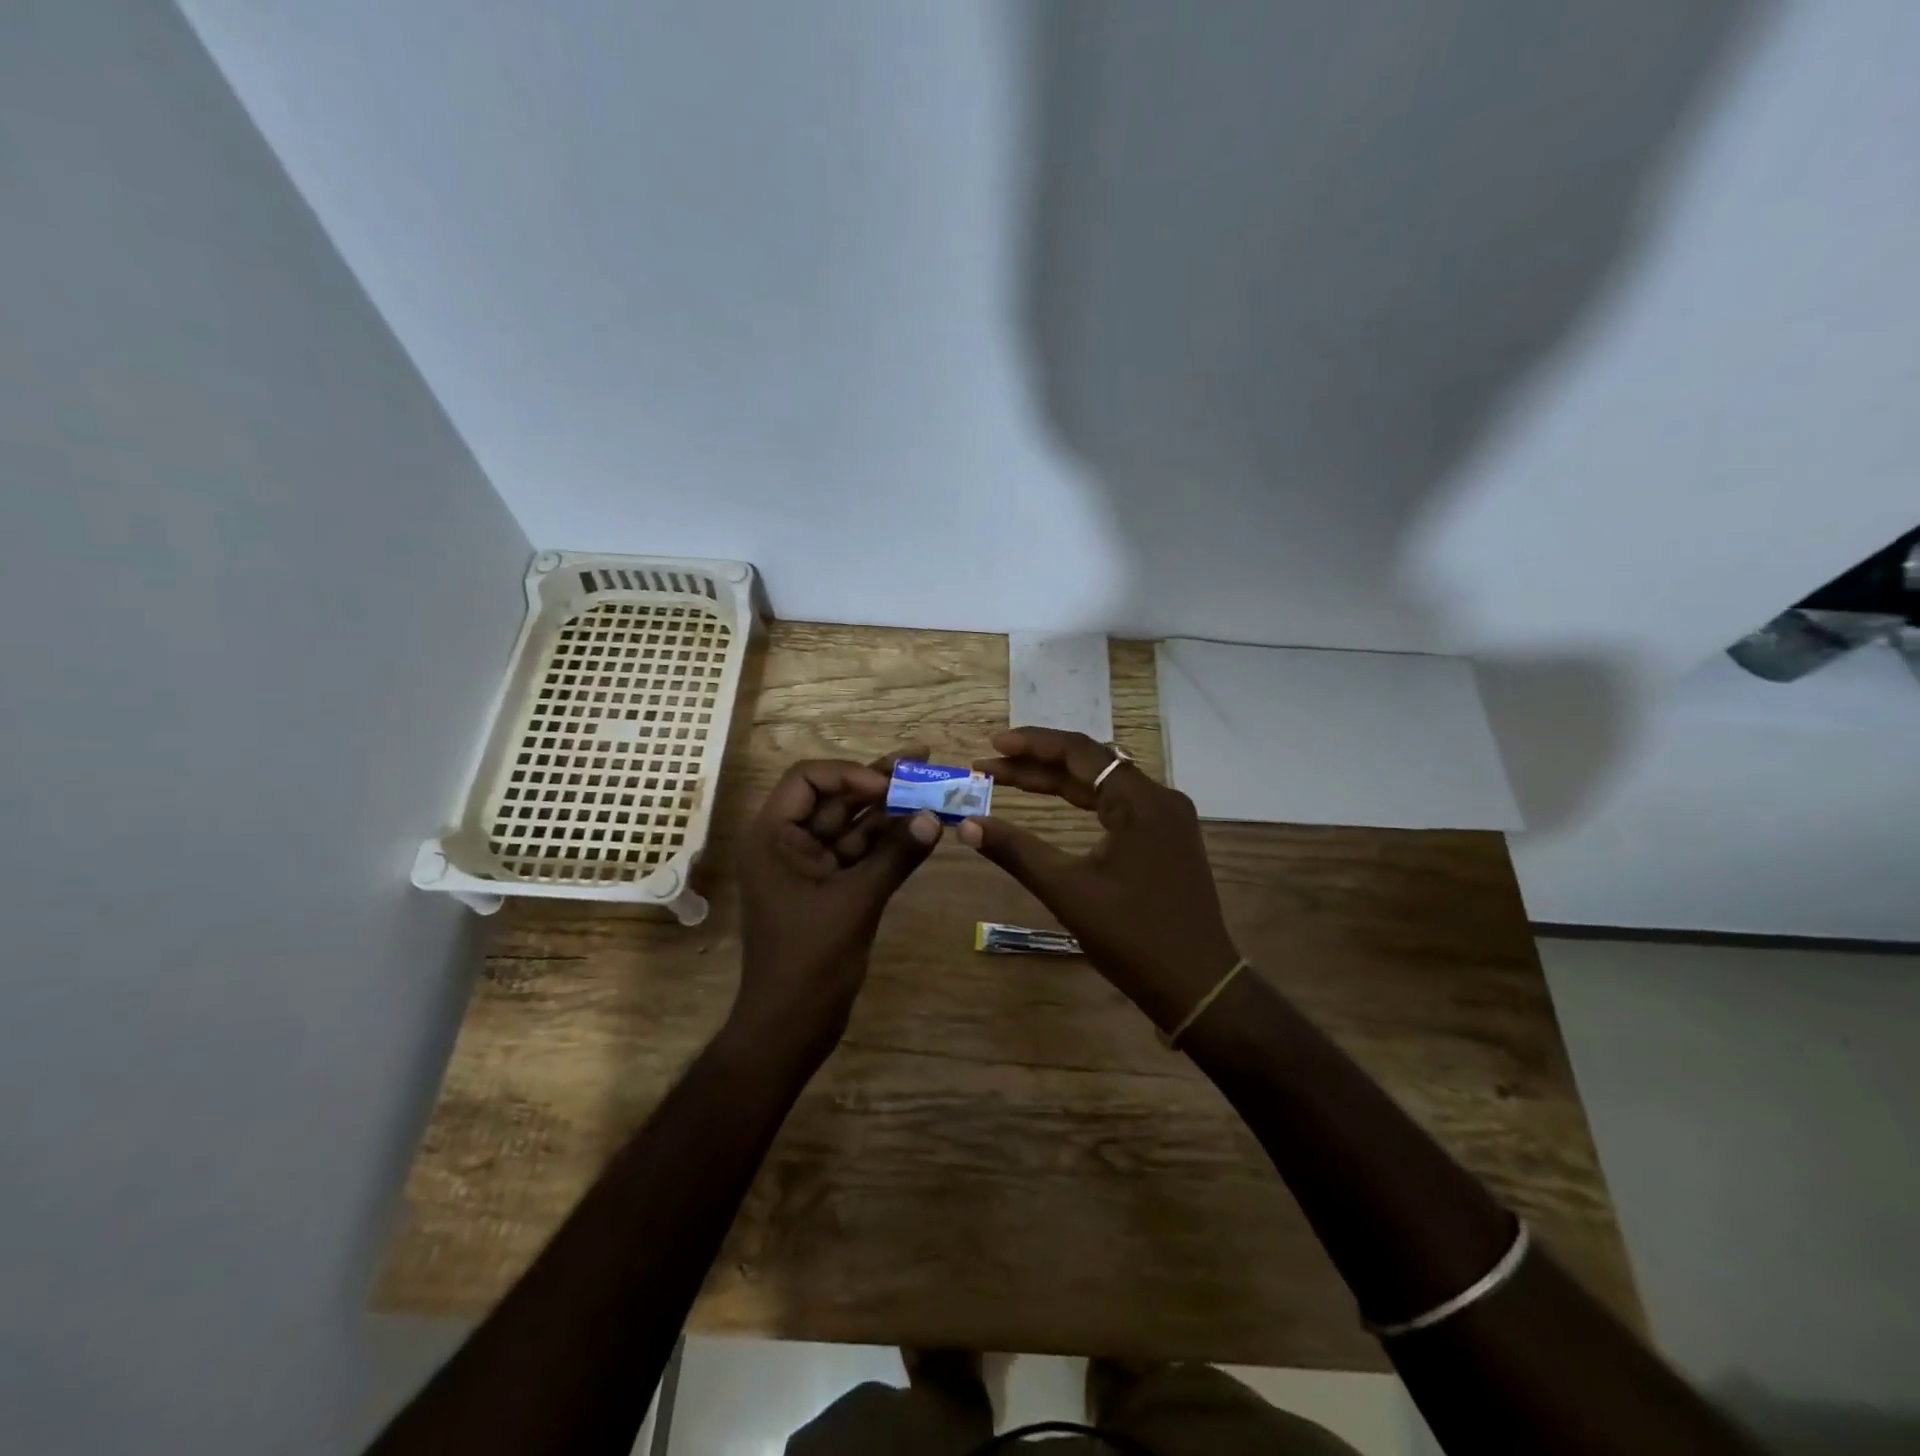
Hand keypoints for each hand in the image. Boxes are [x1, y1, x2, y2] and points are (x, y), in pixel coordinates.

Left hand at [734, 751, 942, 1056]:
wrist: (791, 1027)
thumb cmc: (809, 960)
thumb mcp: (856, 902)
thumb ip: (896, 856)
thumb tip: (935, 817)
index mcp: (773, 837)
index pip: (808, 779)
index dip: (850, 774)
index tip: (889, 786)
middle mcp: (789, 843)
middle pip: (836, 798)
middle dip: (880, 781)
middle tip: (925, 758)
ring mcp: (811, 866)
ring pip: (853, 825)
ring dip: (891, 809)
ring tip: (934, 785)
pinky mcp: (831, 888)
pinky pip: (862, 853)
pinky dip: (890, 841)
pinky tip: (923, 826)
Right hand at [964, 728, 1239, 1033]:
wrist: (1198, 986)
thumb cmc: (1133, 937)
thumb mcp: (1067, 890)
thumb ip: (1016, 851)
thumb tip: (966, 826)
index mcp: (1141, 800)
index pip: (1080, 752)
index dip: (1032, 744)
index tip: (992, 743)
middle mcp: (1159, 798)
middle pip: (1091, 765)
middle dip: (1037, 764)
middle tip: (989, 766)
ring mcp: (1166, 819)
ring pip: (1103, 785)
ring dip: (1057, 782)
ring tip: (1009, 779)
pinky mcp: (1166, 839)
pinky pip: (1117, 805)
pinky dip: (1081, 802)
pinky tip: (1054, 804)